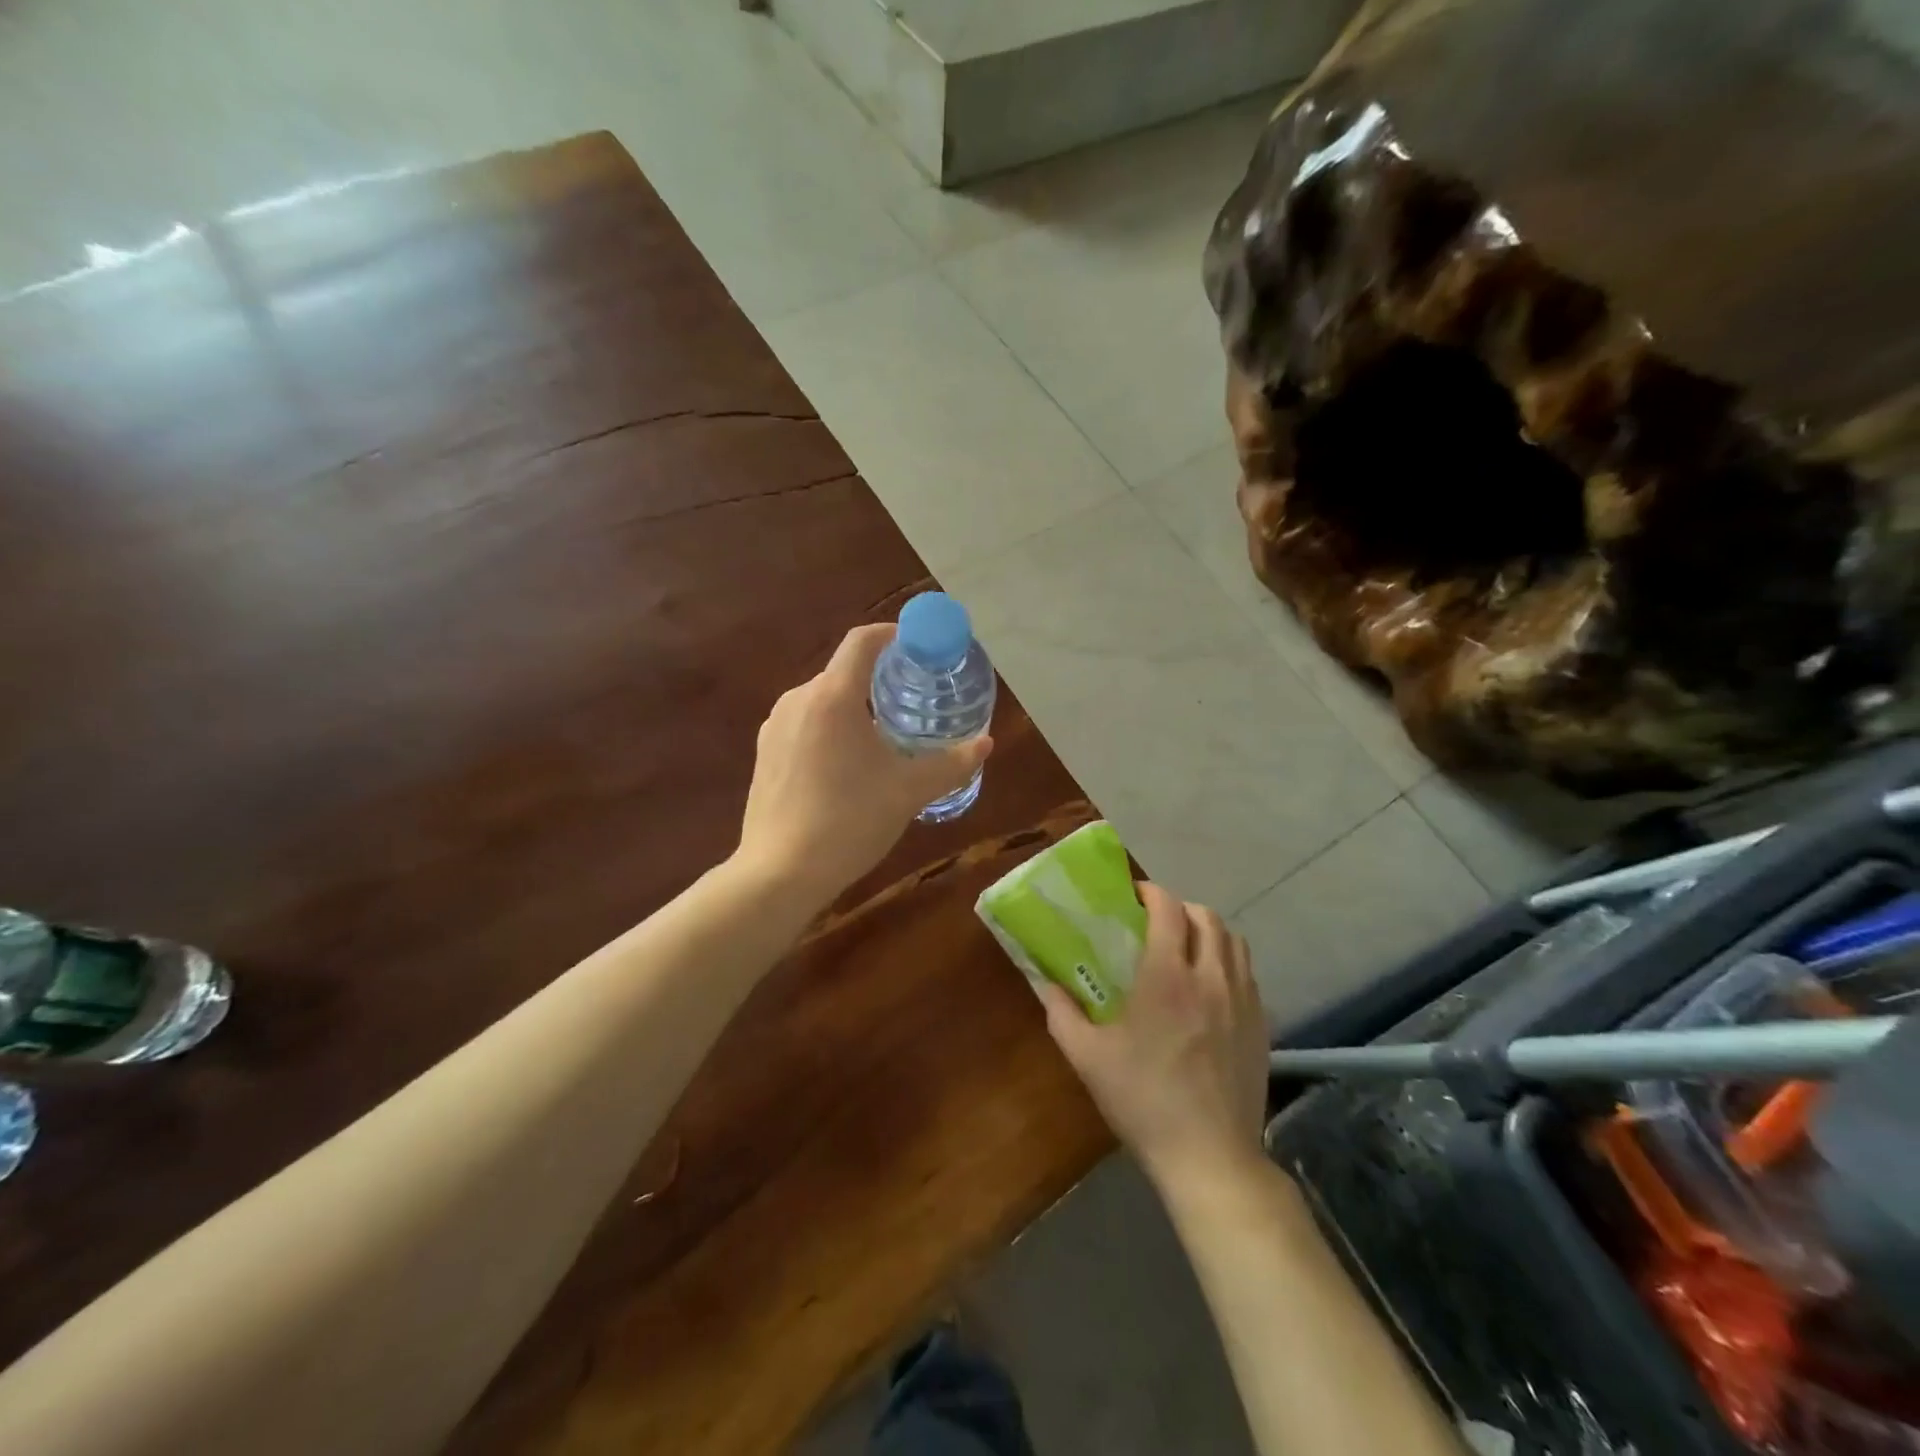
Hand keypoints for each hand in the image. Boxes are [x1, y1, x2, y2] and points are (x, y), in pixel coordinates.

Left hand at [734, 623, 992, 905]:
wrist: (780, 873)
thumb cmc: (850, 821)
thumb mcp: (909, 791)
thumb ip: (952, 763)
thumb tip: (986, 743)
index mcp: (833, 696)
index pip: (863, 640)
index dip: (894, 635)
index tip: (920, 648)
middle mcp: (798, 699)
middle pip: (844, 672)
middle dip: (880, 679)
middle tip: (912, 702)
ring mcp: (774, 726)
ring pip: (823, 700)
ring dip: (855, 707)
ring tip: (883, 736)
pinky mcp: (763, 752)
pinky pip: (805, 724)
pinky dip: (831, 729)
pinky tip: (847, 766)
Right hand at [1039, 882, 1267, 1189]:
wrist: (1210, 1157)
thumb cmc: (1144, 1101)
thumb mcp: (1087, 1058)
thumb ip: (1061, 1013)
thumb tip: (1045, 983)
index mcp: (1168, 977)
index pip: (1169, 910)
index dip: (1152, 893)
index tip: (1135, 895)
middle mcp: (1211, 977)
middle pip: (1207, 917)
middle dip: (1181, 908)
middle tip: (1157, 921)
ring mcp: (1243, 1000)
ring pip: (1234, 941)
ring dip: (1209, 931)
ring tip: (1186, 946)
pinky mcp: (1261, 1024)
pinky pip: (1248, 973)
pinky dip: (1228, 962)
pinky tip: (1210, 987)